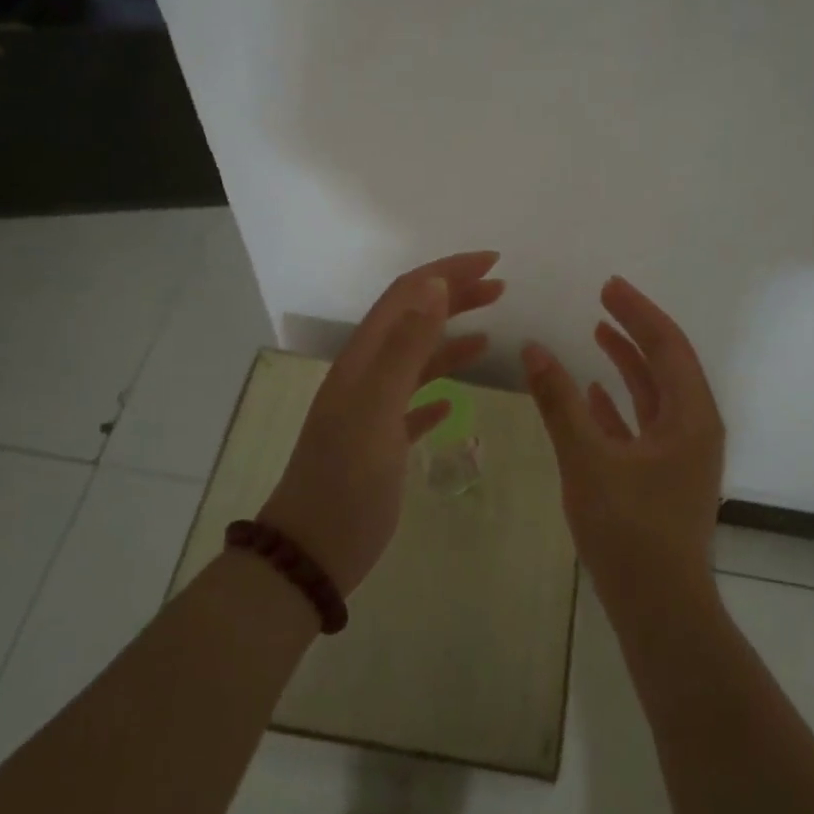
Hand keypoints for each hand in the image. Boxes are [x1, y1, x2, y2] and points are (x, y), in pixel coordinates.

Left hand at [260, 251, 503, 595]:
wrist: (313, 550)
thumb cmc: (347, 479)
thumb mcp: (376, 408)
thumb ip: (405, 346)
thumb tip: (434, 285)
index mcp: (363, 360)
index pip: (407, 295)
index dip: (447, 272)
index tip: (493, 262)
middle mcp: (366, 376)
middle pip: (414, 320)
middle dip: (455, 297)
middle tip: (500, 287)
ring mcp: (372, 410)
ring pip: (416, 361)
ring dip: (451, 340)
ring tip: (491, 334)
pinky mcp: (381, 443)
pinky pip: (412, 404)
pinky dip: (437, 392)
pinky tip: (453, 401)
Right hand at [522, 276, 725, 600]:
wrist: (658, 607)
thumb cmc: (629, 529)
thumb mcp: (588, 459)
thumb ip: (560, 402)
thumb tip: (534, 350)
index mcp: (690, 417)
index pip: (667, 346)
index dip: (638, 312)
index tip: (608, 286)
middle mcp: (694, 429)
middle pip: (666, 366)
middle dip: (635, 332)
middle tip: (603, 302)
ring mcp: (681, 456)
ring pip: (655, 396)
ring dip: (628, 365)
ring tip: (597, 336)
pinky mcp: (664, 478)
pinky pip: (644, 426)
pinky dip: (620, 405)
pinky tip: (593, 395)